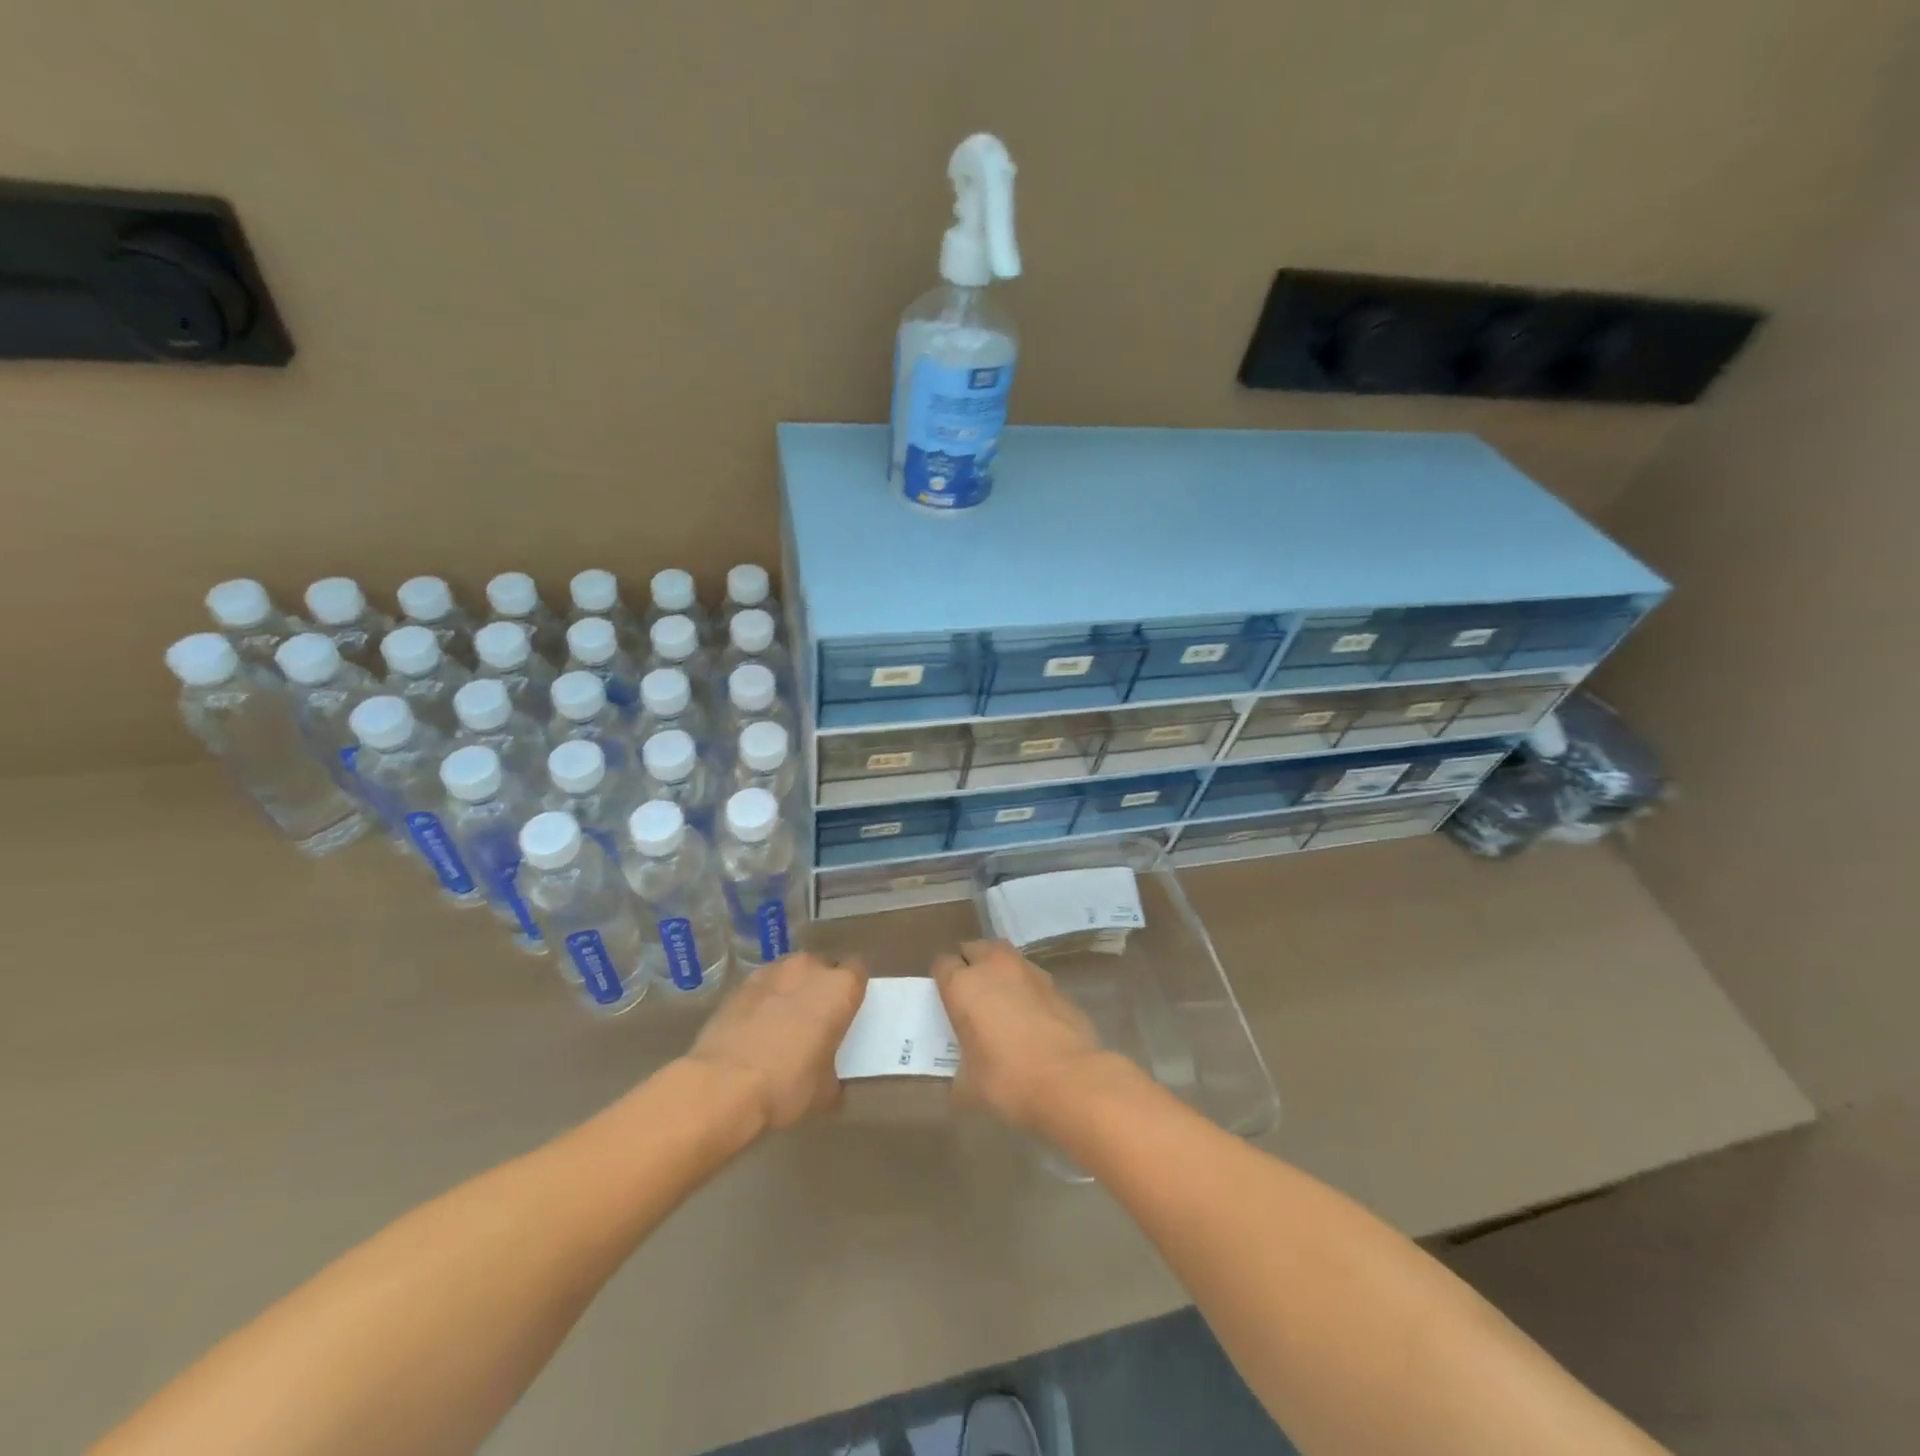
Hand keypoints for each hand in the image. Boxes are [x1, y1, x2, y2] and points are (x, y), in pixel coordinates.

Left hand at [685, 953, 867, 1130]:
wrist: (722, 1084)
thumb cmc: (787, 1084)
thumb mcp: (824, 1091)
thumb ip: (834, 1073)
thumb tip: (830, 1081)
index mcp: (840, 988)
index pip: (858, 971)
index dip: (853, 990)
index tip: (848, 1011)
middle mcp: (809, 969)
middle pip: (823, 968)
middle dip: (821, 988)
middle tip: (817, 1020)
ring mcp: (771, 972)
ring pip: (791, 974)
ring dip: (792, 990)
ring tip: (783, 1022)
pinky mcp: (740, 985)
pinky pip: (763, 987)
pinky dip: (763, 1001)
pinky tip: (755, 1029)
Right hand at [931, 940, 1124, 1132]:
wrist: (1071, 1080)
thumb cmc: (1009, 1080)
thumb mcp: (969, 1086)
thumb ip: (959, 1072)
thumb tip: (960, 1080)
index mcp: (963, 985)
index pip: (942, 965)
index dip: (942, 981)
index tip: (946, 1002)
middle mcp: (994, 967)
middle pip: (974, 949)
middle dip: (970, 965)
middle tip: (971, 996)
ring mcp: (1029, 971)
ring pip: (1004, 956)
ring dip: (998, 970)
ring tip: (1000, 1001)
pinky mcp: (1056, 984)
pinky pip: (1031, 977)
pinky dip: (1025, 988)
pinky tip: (1030, 1016)